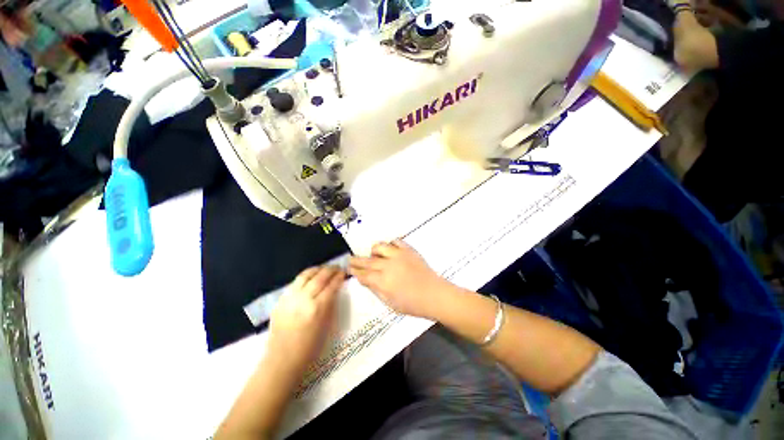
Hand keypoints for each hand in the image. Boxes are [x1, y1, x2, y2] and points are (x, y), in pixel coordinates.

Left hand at [267, 266, 344, 373]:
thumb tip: (335, 290)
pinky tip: (309, 277)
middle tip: (337, 267)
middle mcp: (303, 300)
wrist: (282, 360)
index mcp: (318, 308)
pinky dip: (304, 277)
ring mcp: (290, 299)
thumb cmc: (310, 348)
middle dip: (330, 270)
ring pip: (305, 276)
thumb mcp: (327, 326)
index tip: (344, 272)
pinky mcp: (280, 301)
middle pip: (319, 277)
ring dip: (317, 269)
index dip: (339, 277)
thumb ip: (331, 305)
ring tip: (324, 268)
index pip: (331, 286)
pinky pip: (294, 283)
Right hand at [349, 239, 449, 318]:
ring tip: (373, 254)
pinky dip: (390, 244)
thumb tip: (366, 280)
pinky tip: (389, 249)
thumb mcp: (390, 303)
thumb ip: (376, 290)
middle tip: (350, 259)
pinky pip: (396, 241)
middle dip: (356, 260)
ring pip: (380, 247)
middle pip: (367, 261)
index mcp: (382, 281)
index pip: (363, 275)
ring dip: (373, 250)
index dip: (355, 272)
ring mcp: (398, 255)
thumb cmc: (413, 304)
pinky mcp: (408, 250)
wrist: (434, 294)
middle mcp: (388, 265)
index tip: (349, 269)